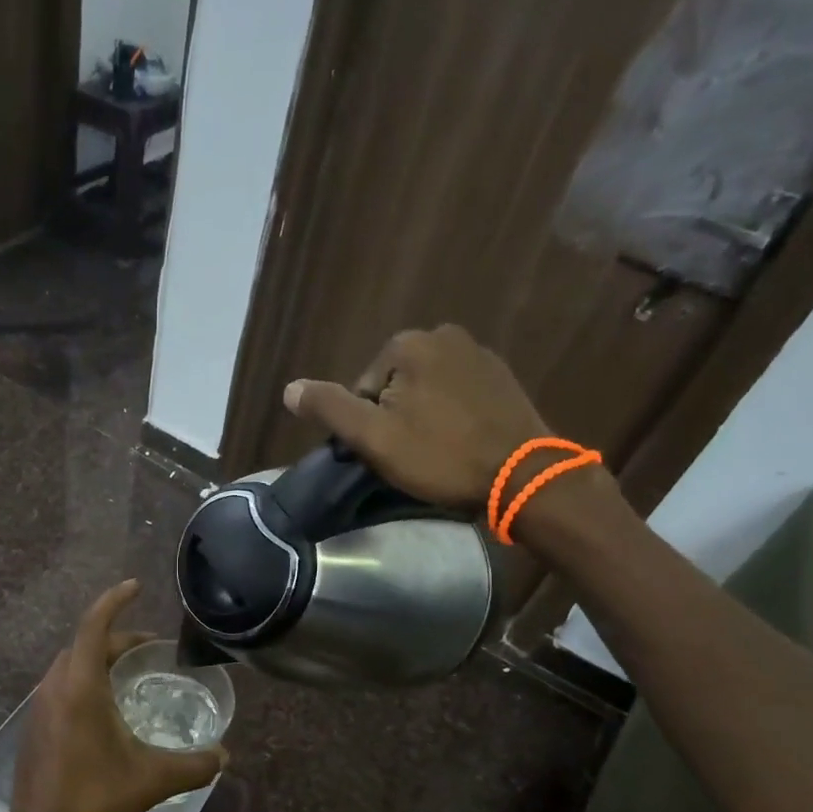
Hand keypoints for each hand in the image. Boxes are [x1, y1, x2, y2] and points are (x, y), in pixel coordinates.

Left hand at [0, 581, 226, 811]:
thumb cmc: (92, 800)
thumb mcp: (150, 780)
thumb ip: (192, 766)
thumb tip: (225, 757)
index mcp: (80, 687)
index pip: (94, 625)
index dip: (114, 600)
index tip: (136, 587)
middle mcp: (55, 687)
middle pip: (85, 643)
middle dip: (117, 636)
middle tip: (151, 648)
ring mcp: (39, 706)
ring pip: (71, 664)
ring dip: (99, 658)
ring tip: (132, 673)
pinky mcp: (35, 726)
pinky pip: (62, 685)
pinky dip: (86, 680)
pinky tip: (106, 707)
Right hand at [282, 325, 550, 508]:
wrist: (523, 476)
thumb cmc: (441, 456)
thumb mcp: (372, 437)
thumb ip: (329, 408)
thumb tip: (289, 389)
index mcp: (408, 344)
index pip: (363, 389)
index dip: (368, 425)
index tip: (390, 451)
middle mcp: (444, 335)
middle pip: (394, 385)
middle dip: (396, 417)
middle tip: (413, 454)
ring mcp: (479, 353)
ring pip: (426, 390)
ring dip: (424, 417)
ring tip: (438, 451)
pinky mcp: (503, 376)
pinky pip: (457, 394)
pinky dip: (452, 415)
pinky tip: (462, 441)